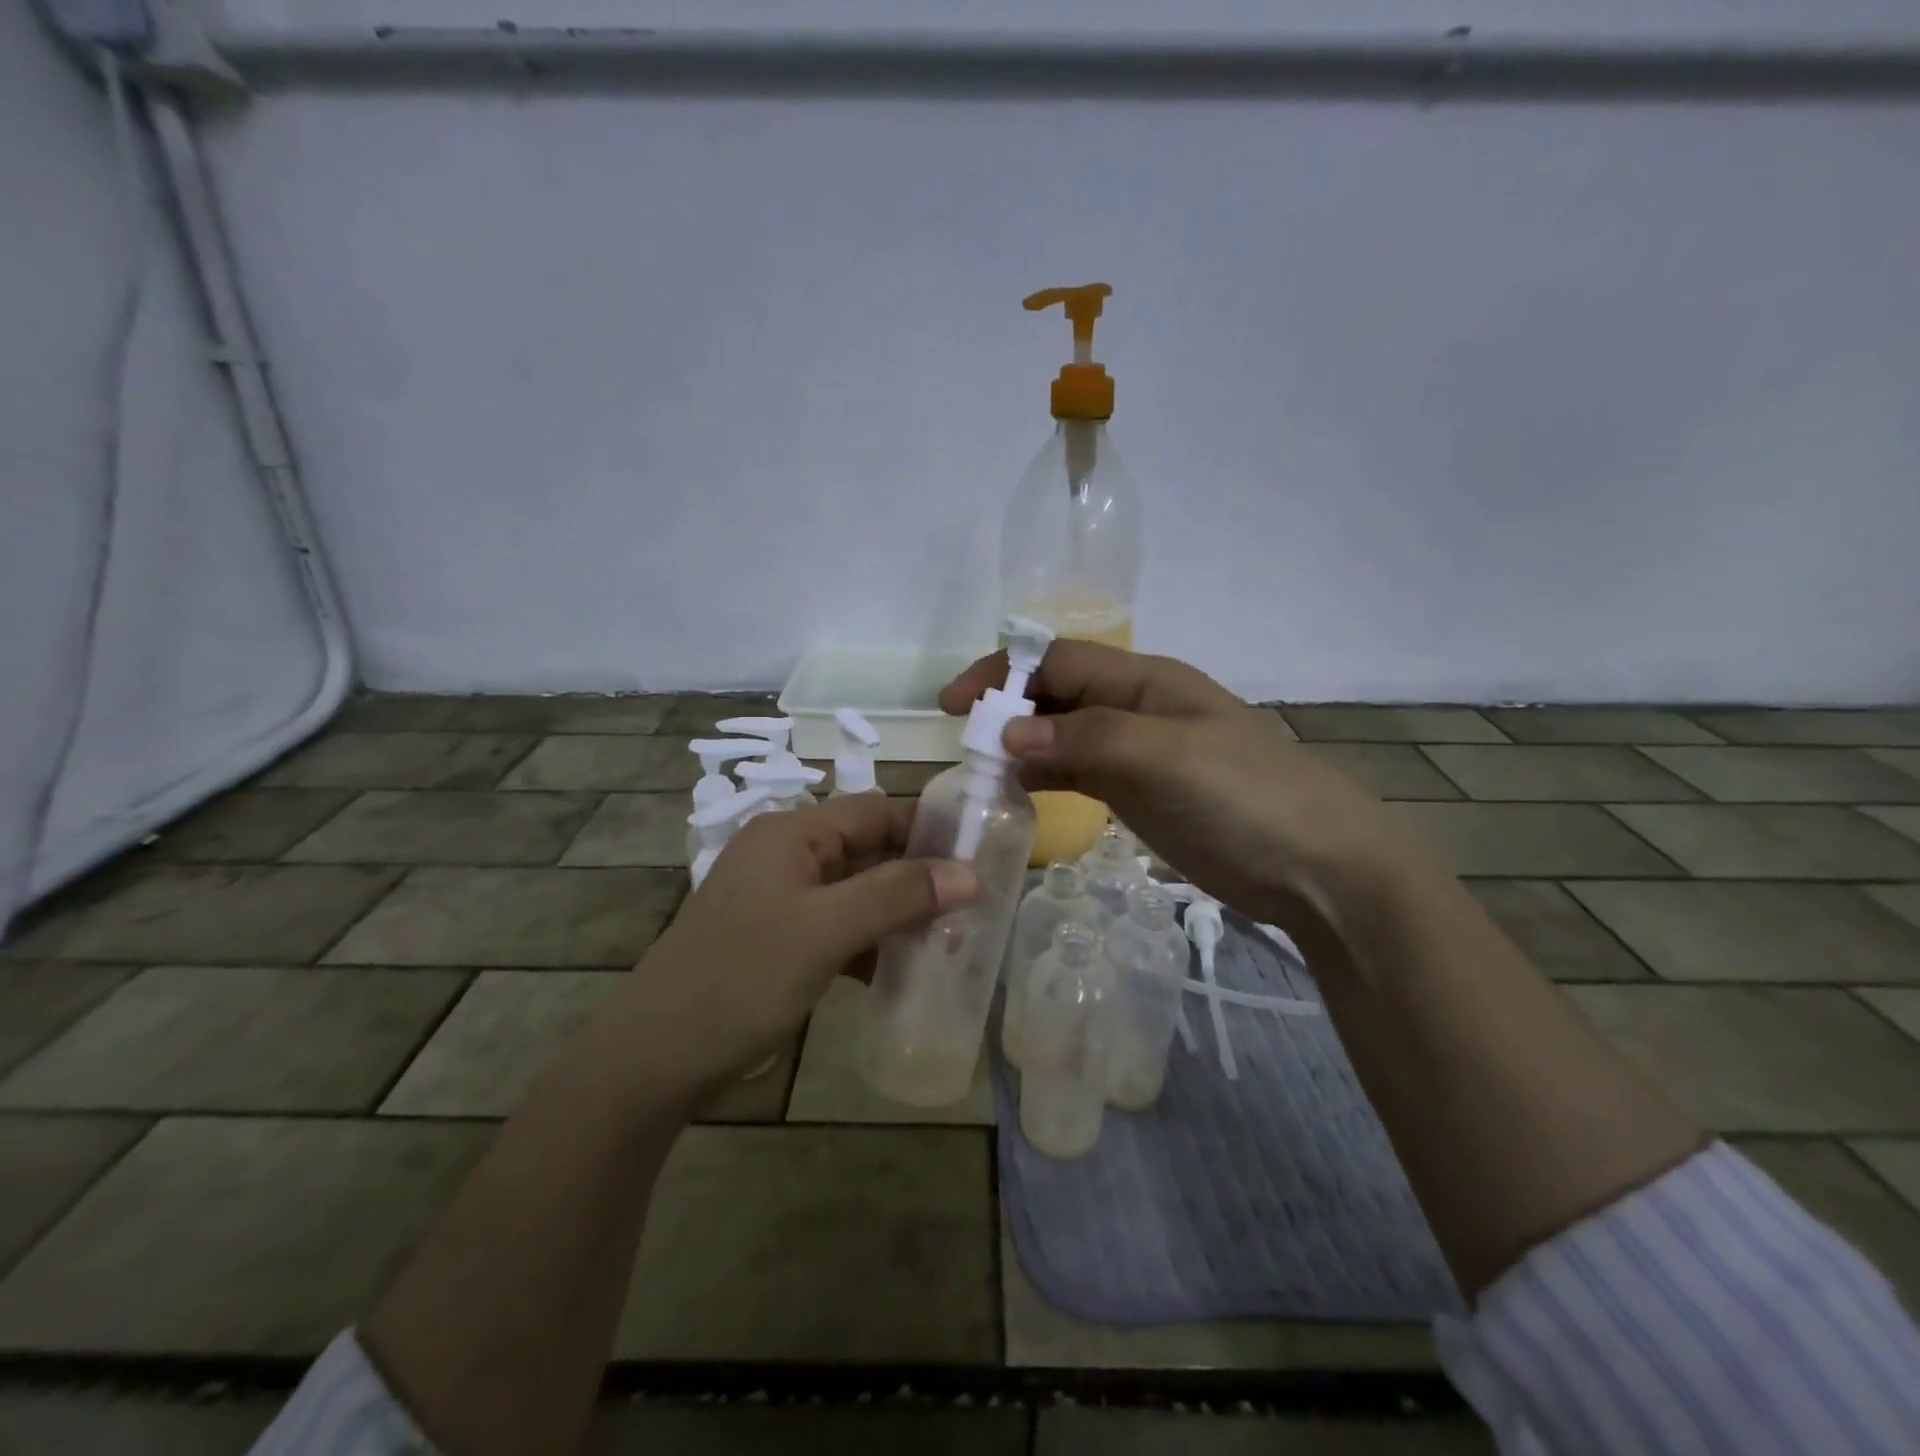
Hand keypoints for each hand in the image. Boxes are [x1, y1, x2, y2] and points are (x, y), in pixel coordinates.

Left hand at [616, 795, 975, 1102]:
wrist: (653, 1059)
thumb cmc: (741, 978)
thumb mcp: (825, 931)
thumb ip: (897, 895)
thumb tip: (968, 873)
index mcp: (792, 833)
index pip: (876, 811)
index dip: (927, 829)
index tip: (979, 859)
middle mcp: (786, 855)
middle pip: (867, 849)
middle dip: (917, 876)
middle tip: (972, 907)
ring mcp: (780, 899)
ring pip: (856, 891)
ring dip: (897, 911)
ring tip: (948, 940)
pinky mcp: (778, 938)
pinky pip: (838, 926)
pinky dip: (869, 941)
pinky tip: (899, 968)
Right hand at [940, 641, 1442, 944]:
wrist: (1316, 866)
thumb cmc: (1245, 796)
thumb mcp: (1167, 756)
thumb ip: (1087, 738)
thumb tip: (1009, 733)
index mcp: (1145, 680)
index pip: (1059, 661)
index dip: (1004, 673)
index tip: (955, 704)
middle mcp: (1135, 708)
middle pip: (1056, 695)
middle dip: (1008, 710)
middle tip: (965, 746)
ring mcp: (1137, 752)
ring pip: (1062, 735)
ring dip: (1021, 747)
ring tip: (981, 773)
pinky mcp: (1138, 792)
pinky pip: (1078, 772)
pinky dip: (1045, 776)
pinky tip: (1018, 792)